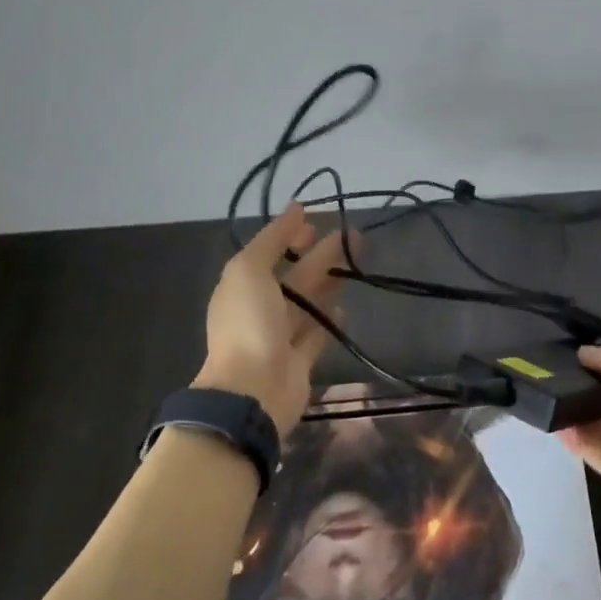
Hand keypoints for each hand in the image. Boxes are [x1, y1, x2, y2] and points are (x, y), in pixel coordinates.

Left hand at [194, 204, 349, 436]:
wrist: (252, 390)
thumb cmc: (249, 324)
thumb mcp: (249, 270)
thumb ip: (272, 239)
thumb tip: (296, 208)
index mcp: (243, 285)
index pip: (269, 252)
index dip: (290, 235)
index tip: (317, 222)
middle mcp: (261, 308)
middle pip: (296, 274)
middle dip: (321, 253)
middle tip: (353, 235)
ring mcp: (280, 336)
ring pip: (309, 301)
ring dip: (331, 280)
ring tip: (357, 261)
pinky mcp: (300, 360)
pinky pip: (316, 333)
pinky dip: (328, 318)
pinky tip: (344, 306)